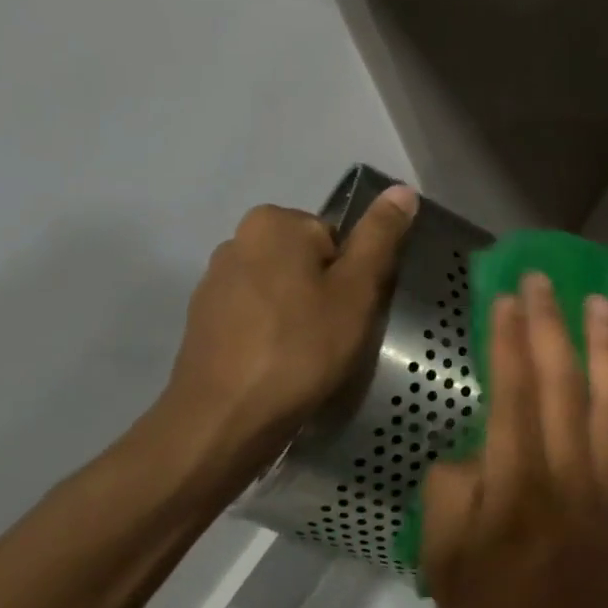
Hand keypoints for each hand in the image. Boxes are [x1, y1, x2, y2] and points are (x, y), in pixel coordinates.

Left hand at [156, 185, 417, 481]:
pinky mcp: (204, 320)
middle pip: (308, 261)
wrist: (226, 417)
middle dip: (325, 295)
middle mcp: (237, 239)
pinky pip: (257, 316)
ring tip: (308, 358)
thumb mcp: (356, 291)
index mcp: (274, 222)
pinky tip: (278, 367)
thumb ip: (379, 238)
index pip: (336, 238)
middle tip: (334, 338)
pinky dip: (273, 335)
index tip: (351, 314)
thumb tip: (403, 190)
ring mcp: (215, 281)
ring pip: (282, 291)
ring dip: (299, 317)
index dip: (353, 278)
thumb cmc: (301, 349)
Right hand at [421, 274, 607, 607]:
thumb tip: (479, 445)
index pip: (516, 394)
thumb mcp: (440, 550)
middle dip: (554, 326)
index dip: (511, 341)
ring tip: (601, 303)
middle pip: (565, 384)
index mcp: (518, 486)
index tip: (507, 298)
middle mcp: (569, 475)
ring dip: (604, 346)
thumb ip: (453, 483)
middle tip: (545, 281)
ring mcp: (606, 486)